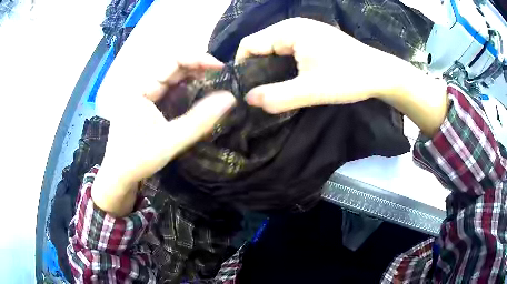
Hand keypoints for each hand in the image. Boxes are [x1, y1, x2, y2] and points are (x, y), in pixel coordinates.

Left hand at [92, 54, 235, 216]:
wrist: (118, 177)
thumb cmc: (138, 159)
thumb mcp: (171, 141)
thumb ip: (200, 120)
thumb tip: (230, 98)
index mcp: (140, 88)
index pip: (171, 61)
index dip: (197, 59)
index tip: (220, 67)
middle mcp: (140, 86)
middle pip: (171, 67)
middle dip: (196, 67)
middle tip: (220, 75)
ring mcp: (141, 96)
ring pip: (169, 78)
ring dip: (191, 77)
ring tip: (213, 81)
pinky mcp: (145, 105)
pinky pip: (167, 90)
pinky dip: (183, 89)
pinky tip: (196, 94)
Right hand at [236, 17, 447, 134]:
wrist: (380, 73)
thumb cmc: (349, 78)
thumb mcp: (312, 90)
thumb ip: (278, 96)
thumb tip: (248, 100)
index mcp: (289, 31)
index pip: (249, 44)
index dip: (242, 66)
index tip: (246, 90)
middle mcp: (293, 26)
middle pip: (260, 45)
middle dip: (256, 68)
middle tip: (260, 93)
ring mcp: (304, 31)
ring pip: (273, 47)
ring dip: (269, 68)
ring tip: (273, 88)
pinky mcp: (313, 38)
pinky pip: (287, 49)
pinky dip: (282, 64)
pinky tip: (289, 78)